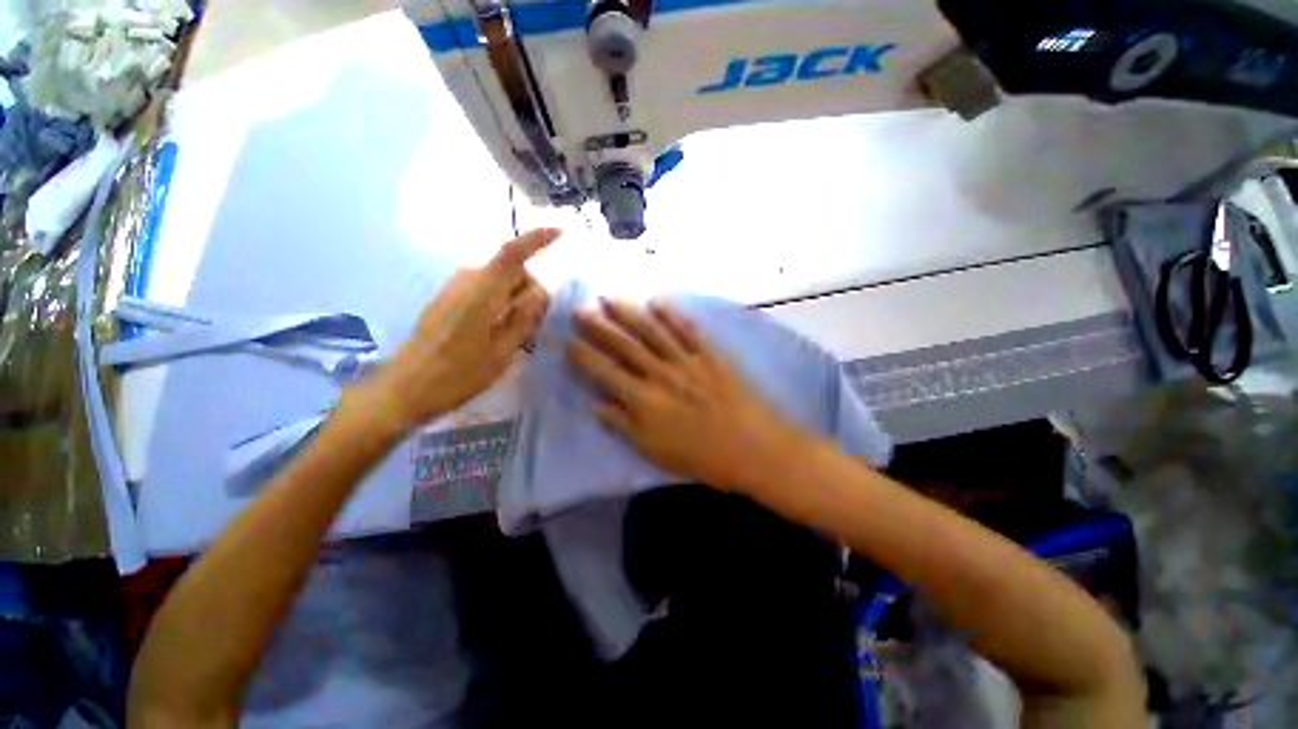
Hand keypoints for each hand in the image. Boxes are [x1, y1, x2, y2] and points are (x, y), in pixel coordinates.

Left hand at [362, 228, 558, 432]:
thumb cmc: (460, 373)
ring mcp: (455, 289)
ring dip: (515, 299)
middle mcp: (467, 280)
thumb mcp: (503, 350)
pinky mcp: (448, 299)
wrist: (407, 387)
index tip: (560, 232)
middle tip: (532, 326)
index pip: (512, 253)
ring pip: (499, 281)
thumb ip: (524, 318)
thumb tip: (539, 294)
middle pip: (511, 270)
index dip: (537, 240)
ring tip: (516, 334)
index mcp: (482, 290)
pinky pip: (485, 290)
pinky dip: (500, 303)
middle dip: (529, 291)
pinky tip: (498, 331)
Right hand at [568, 298, 807, 492]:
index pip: (605, 372)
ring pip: (651, 331)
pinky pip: (687, 330)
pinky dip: (671, 314)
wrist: (753, 447)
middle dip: (599, 326)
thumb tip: (596, 405)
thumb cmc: (701, 456)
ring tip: (609, 298)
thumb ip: (623, 426)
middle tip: (580, 309)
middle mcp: (660, 373)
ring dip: (629, 313)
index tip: (568, 341)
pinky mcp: (709, 355)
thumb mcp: (654, 451)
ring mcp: (686, 360)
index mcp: (644, 399)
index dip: (584, 356)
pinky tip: (658, 301)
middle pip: (624, 345)